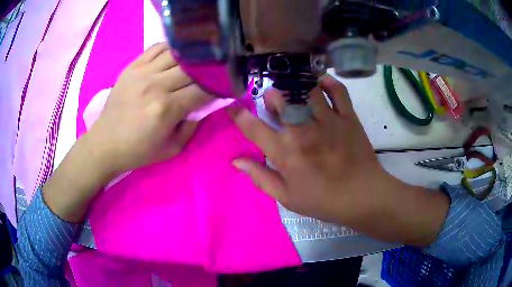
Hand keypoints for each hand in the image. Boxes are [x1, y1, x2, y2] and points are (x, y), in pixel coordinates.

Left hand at [86, 43, 210, 173]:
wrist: (106, 143)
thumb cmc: (138, 151)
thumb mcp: (172, 149)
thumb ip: (192, 126)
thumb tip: (205, 104)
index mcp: (166, 109)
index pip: (202, 90)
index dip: (216, 88)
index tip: (221, 89)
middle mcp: (156, 85)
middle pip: (193, 68)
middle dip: (205, 73)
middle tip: (208, 78)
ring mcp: (142, 72)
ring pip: (177, 53)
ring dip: (189, 59)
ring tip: (191, 67)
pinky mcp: (132, 66)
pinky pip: (157, 47)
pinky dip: (170, 49)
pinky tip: (173, 58)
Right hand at [230, 75, 448, 245]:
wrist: (362, 196)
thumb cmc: (323, 200)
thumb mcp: (287, 196)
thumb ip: (260, 177)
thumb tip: (236, 160)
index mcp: (285, 151)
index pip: (253, 127)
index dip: (238, 114)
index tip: (232, 105)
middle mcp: (302, 130)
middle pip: (279, 99)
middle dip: (271, 97)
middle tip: (274, 103)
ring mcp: (327, 120)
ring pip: (306, 90)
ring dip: (296, 88)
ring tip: (296, 92)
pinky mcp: (348, 117)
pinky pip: (337, 90)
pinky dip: (328, 82)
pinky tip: (321, 83)